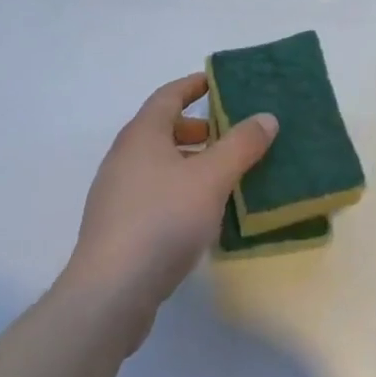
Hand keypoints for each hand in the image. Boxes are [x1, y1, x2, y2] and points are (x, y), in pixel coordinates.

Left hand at [62, 74, 277, 344]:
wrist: (110, 294)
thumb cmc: (162, 220)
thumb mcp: (212, 178)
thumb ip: (241, 145)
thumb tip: (266, 117)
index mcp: (142, 134)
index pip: (168, 95)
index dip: (193, 85)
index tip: (217, 82)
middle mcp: (124, 157)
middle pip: (162, 130)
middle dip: (196, 128)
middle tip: (229, 135)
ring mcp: (116, 195)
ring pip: (158, 165)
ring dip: (190, 163)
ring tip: (223, 176)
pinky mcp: (117, 229)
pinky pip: (153, 195)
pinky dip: (179, 192)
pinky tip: (201, 216)